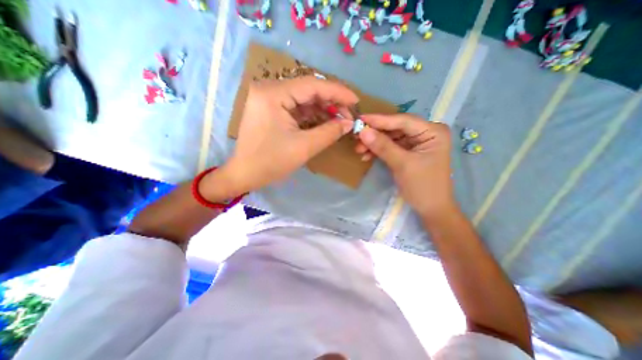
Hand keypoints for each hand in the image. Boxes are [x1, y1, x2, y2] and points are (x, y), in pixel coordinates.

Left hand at [201, 76, 355, 199]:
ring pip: (303, 98)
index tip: (356, 101)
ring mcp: (268, 98)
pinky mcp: (270, 108)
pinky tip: (325, 121)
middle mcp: (269, 89)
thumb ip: (329, 132)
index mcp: (273, 94)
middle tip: (349, 114)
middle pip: (308, 89)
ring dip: (323, 108)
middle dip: (331, 101)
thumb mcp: (304, 147)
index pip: (312, 85)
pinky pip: (296, 107)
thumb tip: (348, 123)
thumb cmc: (271, 162)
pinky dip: (312, 114)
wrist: (245, 174)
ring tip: (340, 119)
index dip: (338, 92)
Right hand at [356, 114, 455, 219]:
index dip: (380, 120)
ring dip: (374, 143)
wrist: (431, 209)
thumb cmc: (423, 186)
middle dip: (375, 134)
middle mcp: (425, 133)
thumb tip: (363, 131)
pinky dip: (378, 151)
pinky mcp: (408, 152)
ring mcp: (416, 143)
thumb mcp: (402, 165)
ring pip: (390, 138)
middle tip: (356, 137)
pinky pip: (390, 147)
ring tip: (359, 150)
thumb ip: (383, 146)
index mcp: (432, 131)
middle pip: (395, 128)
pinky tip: (366, 155)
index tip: (360, 119)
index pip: (402, 121)